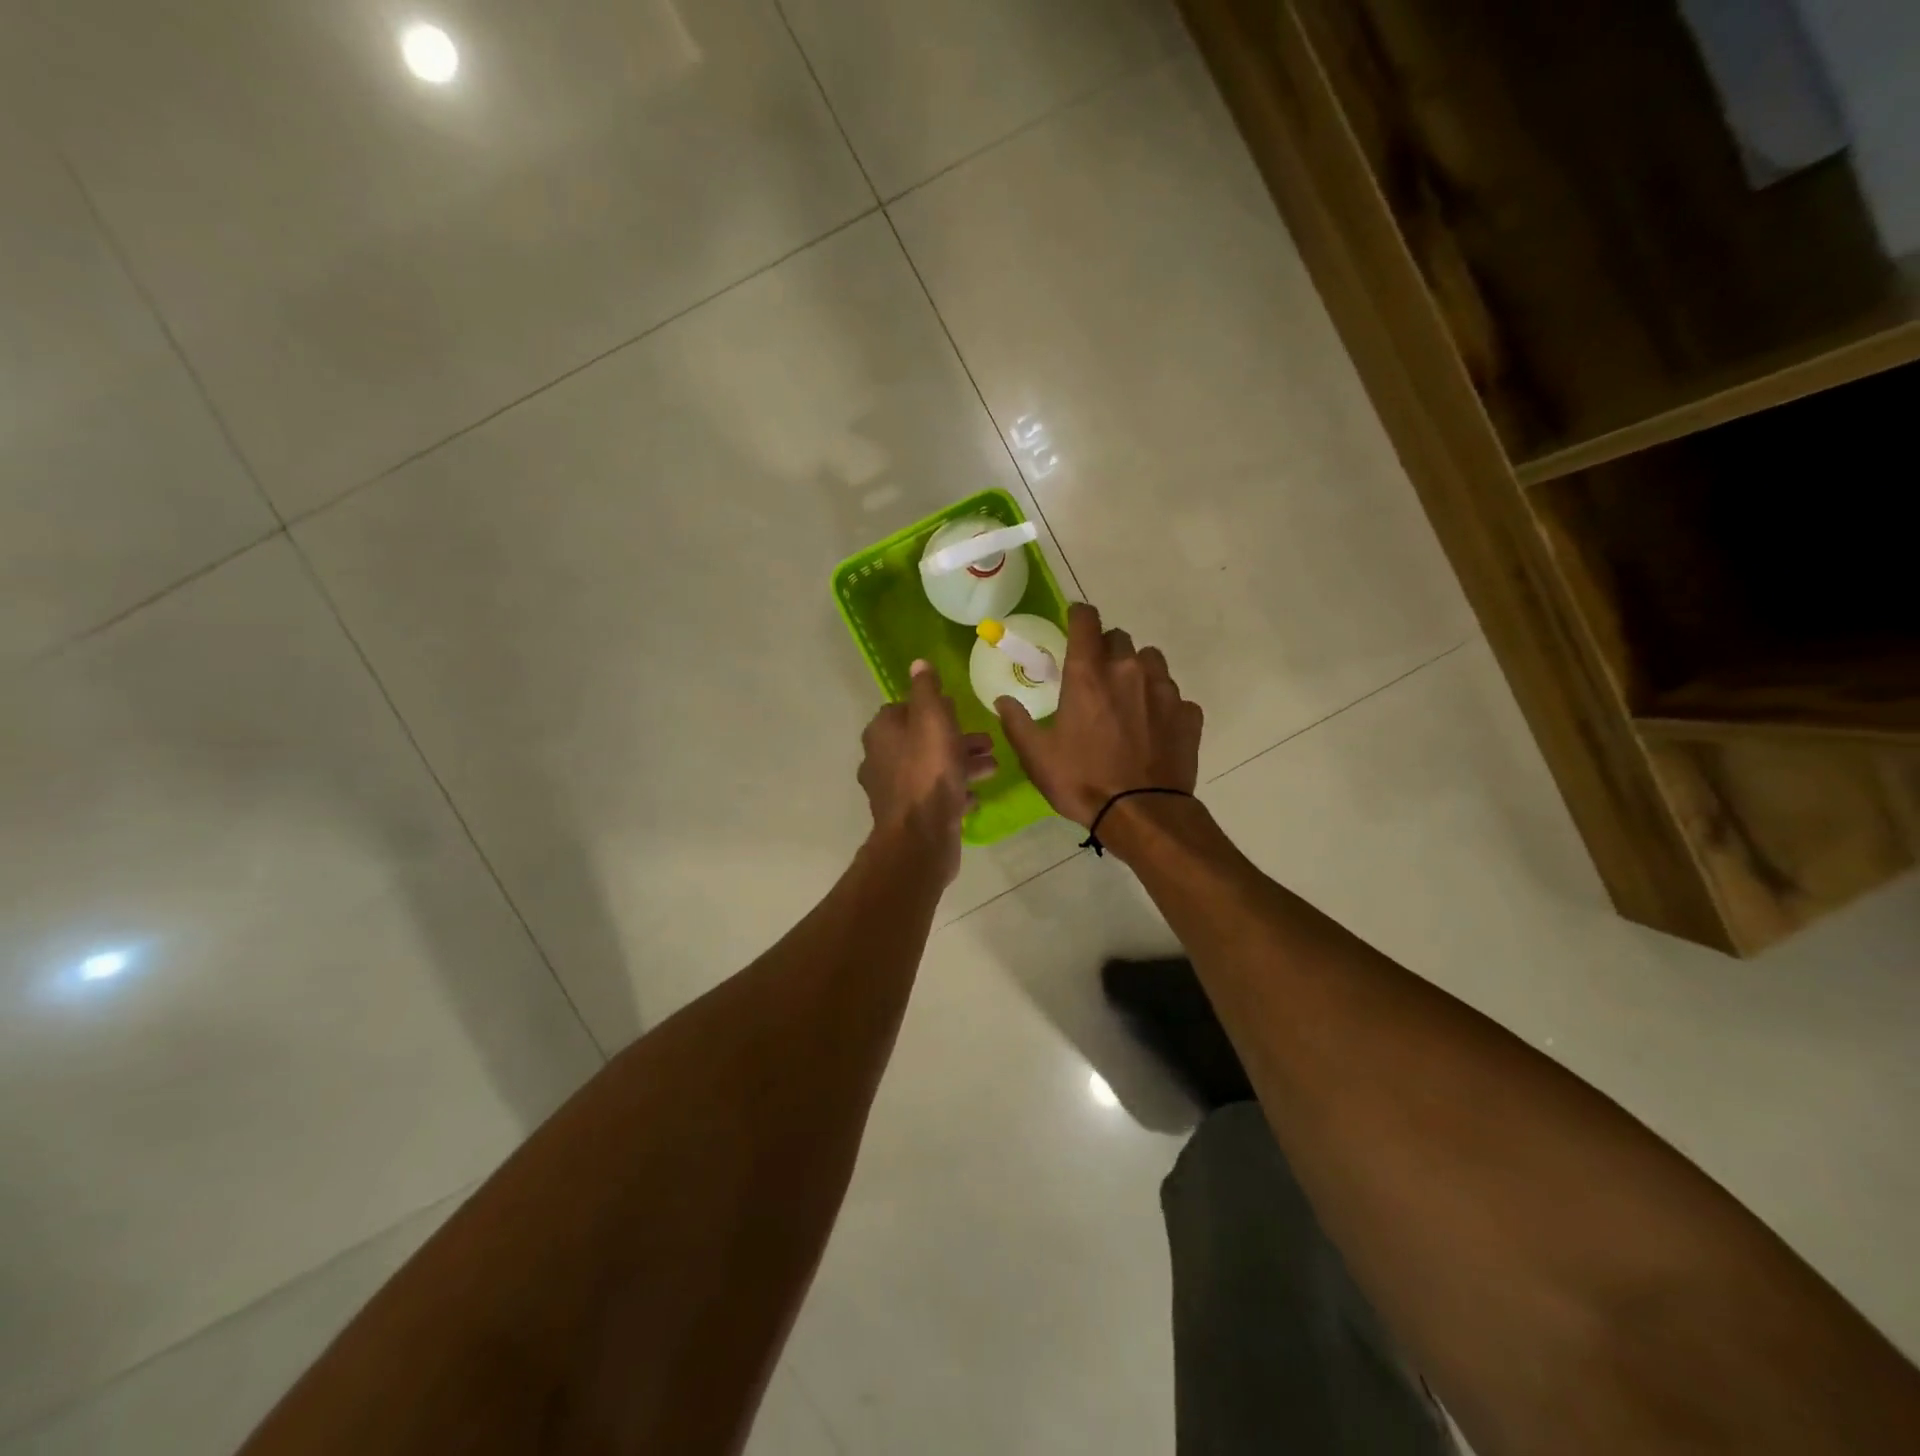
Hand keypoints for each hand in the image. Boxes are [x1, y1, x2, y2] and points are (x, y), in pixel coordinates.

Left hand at [858, 660, 997, 880]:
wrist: (920, 837)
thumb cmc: (928, 771)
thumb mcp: (932, 720)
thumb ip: (927, 690)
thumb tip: (918, 664)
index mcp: (882, 732)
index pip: (904, 709)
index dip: (933, 707)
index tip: (958, 709)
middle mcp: (880, 759)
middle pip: (921, 740)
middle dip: (955, 738)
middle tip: (987, 741)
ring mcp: (893, 791)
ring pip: (931, 768)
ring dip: (961, 764)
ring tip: (993, 766)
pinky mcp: (908, 816)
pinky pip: (933, 796)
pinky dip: (954, 791)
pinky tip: (975, 796)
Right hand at [996, 603, 1201, 826]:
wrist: (1142, 813)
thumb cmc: (1082, 781)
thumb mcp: (1036, 756)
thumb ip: (1017, 722)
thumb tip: (1003, 701)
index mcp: (1088, 675)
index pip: (1086, 620)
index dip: (1079, 615)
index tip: (1074, 622)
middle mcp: (1128, 670)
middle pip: (1119, 638)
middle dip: (1106, 649)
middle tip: (1096, 677)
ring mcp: (1164, 690)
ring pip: (1151, 661)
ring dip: (1137, 670)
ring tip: (1128, 699)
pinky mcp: (1188, 713)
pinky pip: (1174, 696)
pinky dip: (1162, 704)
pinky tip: (1153, 728)